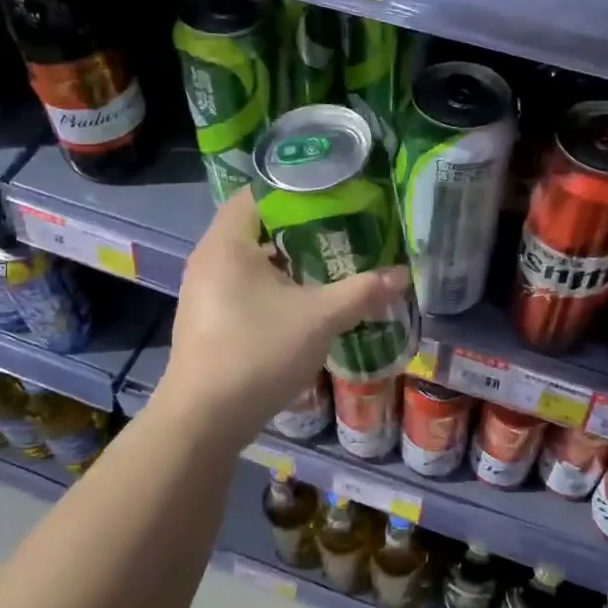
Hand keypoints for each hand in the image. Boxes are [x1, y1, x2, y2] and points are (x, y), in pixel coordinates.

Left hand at [155, 189, 410, 446]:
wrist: (204, 420)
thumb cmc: (257, 353)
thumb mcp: (319, 318)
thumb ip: (362, 292)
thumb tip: (403, 275)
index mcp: (227, 243)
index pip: (259, 192)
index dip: (297, 187)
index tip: (335, 192)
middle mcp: (210, 258)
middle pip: (258, 225)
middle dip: (301, 226)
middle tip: (344, 226)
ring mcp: (205, 290)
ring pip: (252, 259)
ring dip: (289, 259)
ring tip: (332, 260)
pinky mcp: (209, 318)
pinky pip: (245, 285)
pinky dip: (275, 284)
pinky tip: (306, 300)